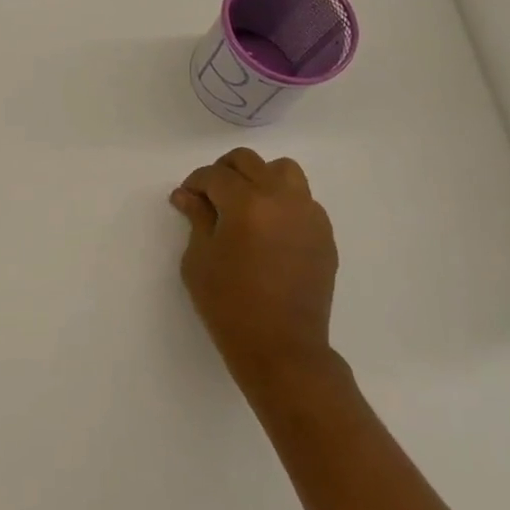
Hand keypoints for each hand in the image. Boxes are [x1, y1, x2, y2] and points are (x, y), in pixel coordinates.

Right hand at [170, 148, 341, 395]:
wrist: (281, 347)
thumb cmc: (229, 305)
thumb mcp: (199, 260)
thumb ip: (197, 218)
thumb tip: (187, 195)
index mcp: (247, 204)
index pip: (215, 175)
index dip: (195, 183)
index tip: (186, 199)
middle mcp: (282, 199)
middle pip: (249, 162)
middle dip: (224, 172)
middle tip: (210, 197)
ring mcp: (309, 215)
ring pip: (283, 171)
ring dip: (259, 178)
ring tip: (244, 204)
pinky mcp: (324, 233)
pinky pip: (302, 199)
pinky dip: (282, 201)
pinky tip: (268, 228)